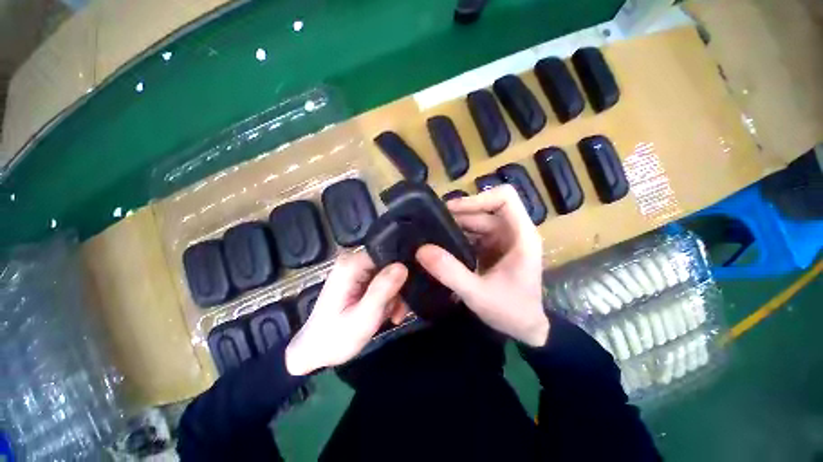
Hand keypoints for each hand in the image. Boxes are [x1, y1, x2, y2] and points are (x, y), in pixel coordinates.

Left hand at [285, 252, 408, 375]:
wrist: (316, 351)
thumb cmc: (336, 338)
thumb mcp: (364, 317)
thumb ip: (382, 290)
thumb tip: (402, 267)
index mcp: (351, 265)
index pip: (387, 253)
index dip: (401, 270)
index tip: (407, 291)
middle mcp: (353, 262)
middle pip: (389, 265)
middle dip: (398, 288)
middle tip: (399, 311)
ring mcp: (356, 271)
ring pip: (389, 275)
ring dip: (394, 296)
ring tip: (393, 316)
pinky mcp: (359, 279)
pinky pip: (382, 282)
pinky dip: (388, 298)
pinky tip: (388, 314)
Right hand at [416, 185, 548, 346]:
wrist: (525, 330)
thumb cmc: (511, 312)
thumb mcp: (478, 294)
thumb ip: (450, 272)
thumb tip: (422, 250)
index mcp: (521, 236)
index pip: (505, 198)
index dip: (478, 198)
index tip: (452, 210)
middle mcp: (513, 232)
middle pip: (484, 209)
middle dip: (458, 214)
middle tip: (431, 223)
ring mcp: (502, 240)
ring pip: (477, 221)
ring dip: (455, 225)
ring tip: (432, 233)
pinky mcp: (493, 249)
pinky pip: (473, 234)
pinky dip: (457, 236)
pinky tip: (442, 245)